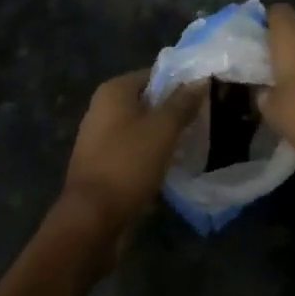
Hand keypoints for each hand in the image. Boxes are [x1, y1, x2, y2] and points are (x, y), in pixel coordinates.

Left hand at [62, 70, 204, 233]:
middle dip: (173, 112)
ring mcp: (99, 139)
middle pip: (147, 102)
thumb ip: (183, 102)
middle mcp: (102, 109)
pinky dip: (149, 157)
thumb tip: (200, 79)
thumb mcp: (163, 129)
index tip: (203, 97)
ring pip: (141, 129)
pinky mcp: (101, 166)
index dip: (180, 84)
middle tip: (201, 121)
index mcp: (114, 90)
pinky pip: (132, 152)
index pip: (154, 75)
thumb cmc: (128, 163)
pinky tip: (169, 168)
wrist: (91, 221)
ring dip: (162, 137)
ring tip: (190, 145)